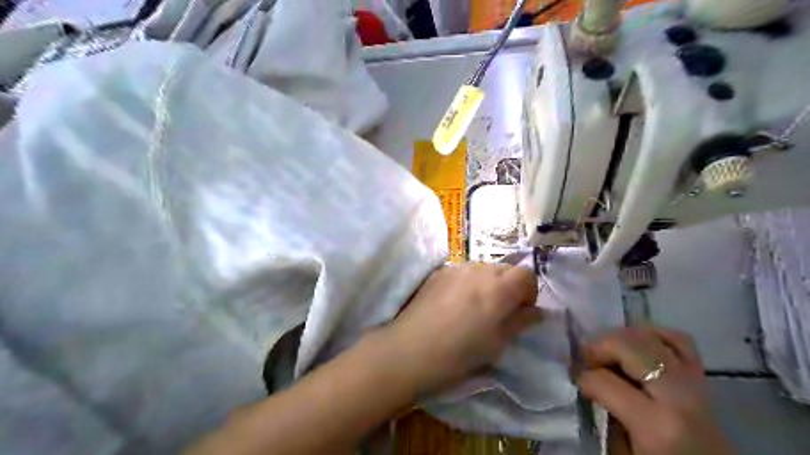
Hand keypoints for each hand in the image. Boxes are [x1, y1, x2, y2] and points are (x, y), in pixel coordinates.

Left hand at [375, 263, 539, 393]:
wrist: (411, 349)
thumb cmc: (459, 353)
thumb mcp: (497, 343)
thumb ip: (521, 322)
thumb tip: (536, 312)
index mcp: (499, 287)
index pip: (526, 275)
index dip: (529, 292)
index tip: (521, 311)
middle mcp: (480, 270)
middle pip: (505, 269)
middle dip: (509, 286)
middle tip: (499, 311)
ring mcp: (456, 268)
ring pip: (483, 268)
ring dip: (487, 283)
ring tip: (474, 307)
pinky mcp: (438, 272)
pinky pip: (462, 271)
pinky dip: (467, 282)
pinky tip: (454, 303)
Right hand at [576, 328, 734, 454]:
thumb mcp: (622, 452)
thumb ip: (604, 412)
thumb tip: (586, 381)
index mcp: (656, 425)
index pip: (604, 380)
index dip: (583, 376)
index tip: (575, 378)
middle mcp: (677, 395)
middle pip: (628, 346)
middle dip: (598, 346)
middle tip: (586, 357)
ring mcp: (694, 381)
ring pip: (650, 336)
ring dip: (621, 337)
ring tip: (608, 350)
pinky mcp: (702, 376)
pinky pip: (677, 339)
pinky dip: (652, 334)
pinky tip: (637, 343)